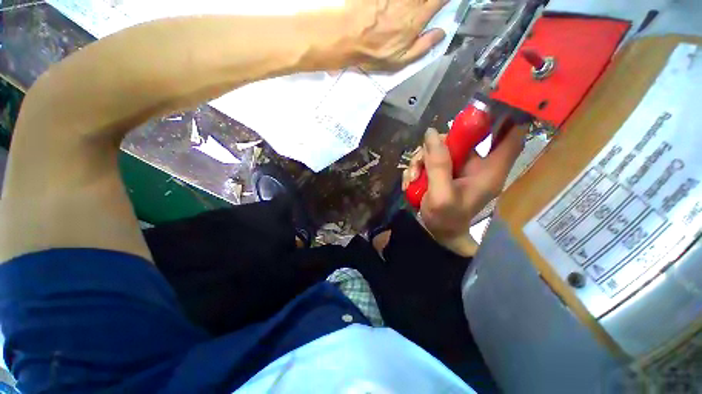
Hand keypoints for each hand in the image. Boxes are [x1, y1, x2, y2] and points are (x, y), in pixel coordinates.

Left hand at [343, 0, 448, 70]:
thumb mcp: (399, 61)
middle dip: (430, 0)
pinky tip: (397, 6)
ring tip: (410, 8)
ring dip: (417, 1)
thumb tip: (441, 34)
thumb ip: (422, 47)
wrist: (347, 36)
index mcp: (417, 17)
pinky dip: (397, 1)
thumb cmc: (373, 52)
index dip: (445, 0)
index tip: (442, 4)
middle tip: (426, 7)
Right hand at [402, 127, 523, 252]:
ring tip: (412, 179)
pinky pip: (430, 159)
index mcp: (488, 170)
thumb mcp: (440, 195)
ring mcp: (458, 167)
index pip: (510, 137)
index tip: (489, 102)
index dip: (507, 116)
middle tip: (420, 161)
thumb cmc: (446, 220)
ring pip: (440, 147)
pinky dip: (417, 168)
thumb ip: (438, 165)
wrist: (437, 234)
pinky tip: (411, 182)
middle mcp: (476, 164)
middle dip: (437, 145)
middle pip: (462, 137)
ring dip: (421, 160)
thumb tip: (431, 133)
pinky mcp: (444, 171)